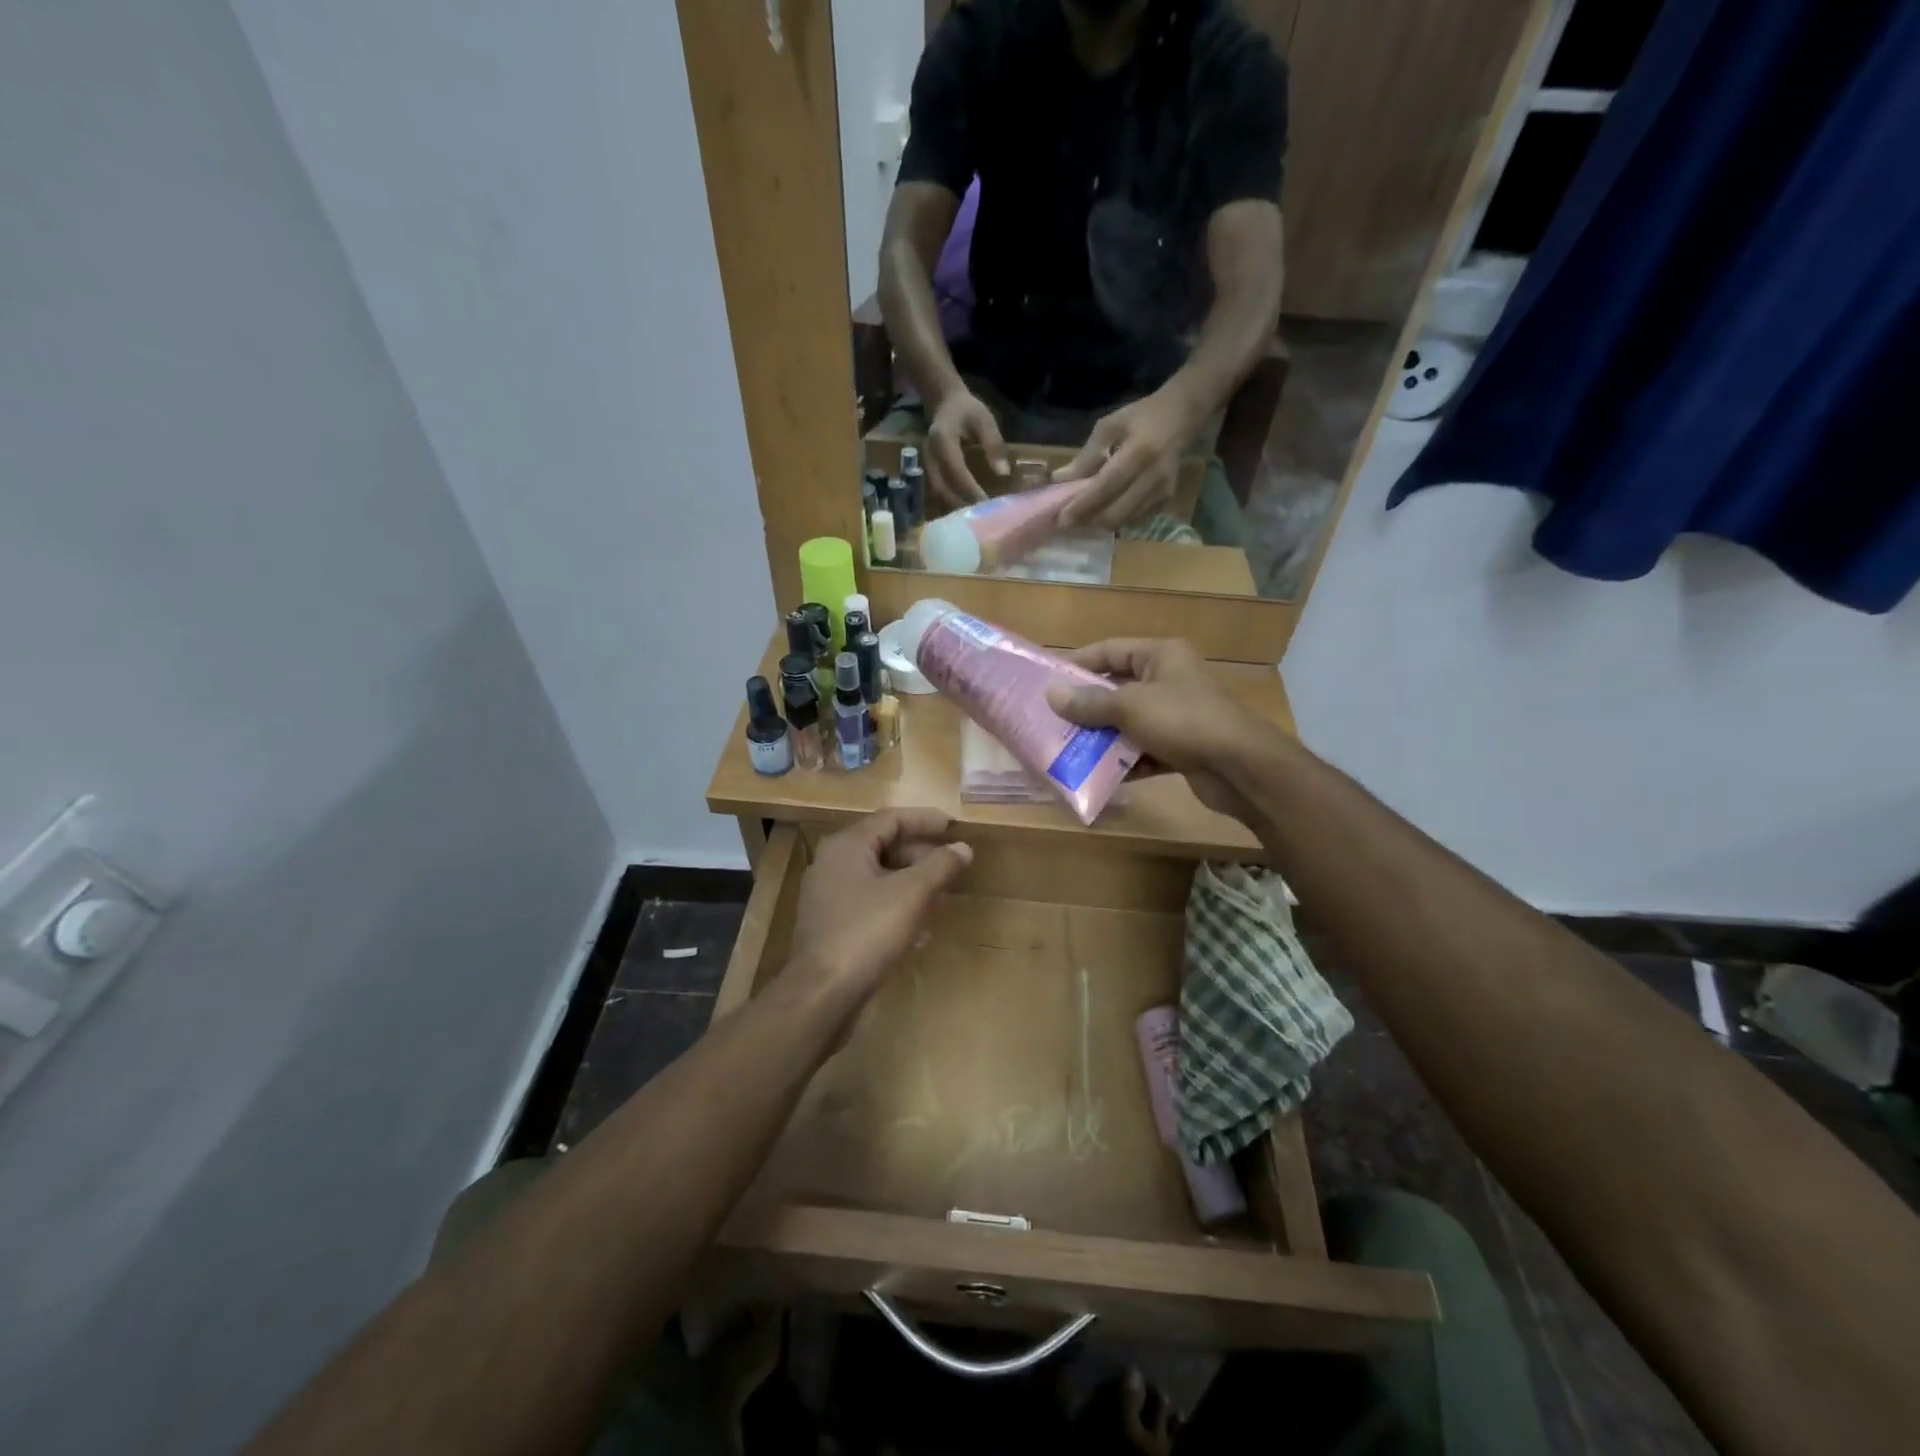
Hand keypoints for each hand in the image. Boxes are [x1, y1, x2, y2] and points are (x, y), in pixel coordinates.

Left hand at [786, 809, 972, 1002]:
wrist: (822, 994)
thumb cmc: (867, 932)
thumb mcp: (911, 894)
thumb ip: (940, 866)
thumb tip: (963, 848)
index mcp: (847, 846)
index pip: (891, 818)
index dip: (925, 820)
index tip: (954, 827)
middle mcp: (833, 864)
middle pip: (883, 846)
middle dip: (921, 854)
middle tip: (952, 864)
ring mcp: (829, 897)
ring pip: (878, 878)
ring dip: (911, 883)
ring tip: (942, 894)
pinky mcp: (832, 926)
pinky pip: (870, 905)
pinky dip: (896, 908)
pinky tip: (920, 931)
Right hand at [925, 388, 1008, 508]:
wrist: (944, 402)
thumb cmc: (967, 410)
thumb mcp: (985, 419)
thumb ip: (993, 444)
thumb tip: (1003, 473)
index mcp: (942, 439)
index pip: (955, 470)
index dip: (969, 489)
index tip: (985, 504)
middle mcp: (929, 454)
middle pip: (941, 487)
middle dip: (961, 504)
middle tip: (981, 518)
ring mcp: (924, 464)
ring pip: (936, 493)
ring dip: (954, 507)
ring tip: (973, 519)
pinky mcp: (926, 471)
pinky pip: (936, 492)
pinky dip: (949, 503)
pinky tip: (964, 511)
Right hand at [1044, 639, 1270, 823]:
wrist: (1240, 767)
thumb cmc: (1183, 721)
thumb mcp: (1130, 707)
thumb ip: (1090, 702)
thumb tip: (1051, 693)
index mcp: (1160, 656)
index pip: (1110, 650)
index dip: (1078, 664)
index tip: (1048, 682)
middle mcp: (1169, 680)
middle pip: (1117, 688)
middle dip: (1087, 707)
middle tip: (1052, 721)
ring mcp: (1176, 715)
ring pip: (1129, 722)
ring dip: (1103, 737)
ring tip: (1068, 750)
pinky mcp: (1181, 748)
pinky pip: (1144, 750)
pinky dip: (1125, 761)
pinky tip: (1100, 775)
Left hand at [1052, 389, 1199, 528]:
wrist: (1182, 416)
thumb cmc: (1141, 417)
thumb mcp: (1109, 427)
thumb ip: (1086, 456)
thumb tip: (1060, 480)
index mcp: (1137, 453)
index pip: (1104, 488)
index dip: (1081, 507)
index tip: (1060, 520)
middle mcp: (1152, 477)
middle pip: (1115, 513)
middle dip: (1088, 522)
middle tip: (1067, 523)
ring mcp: (1162, 491)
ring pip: (1124, 521)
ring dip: (1100, 524)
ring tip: (1081, 518)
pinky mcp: (1166, 499)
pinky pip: (1135, 519)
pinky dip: (1117, 520)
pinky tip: (1103, 512)